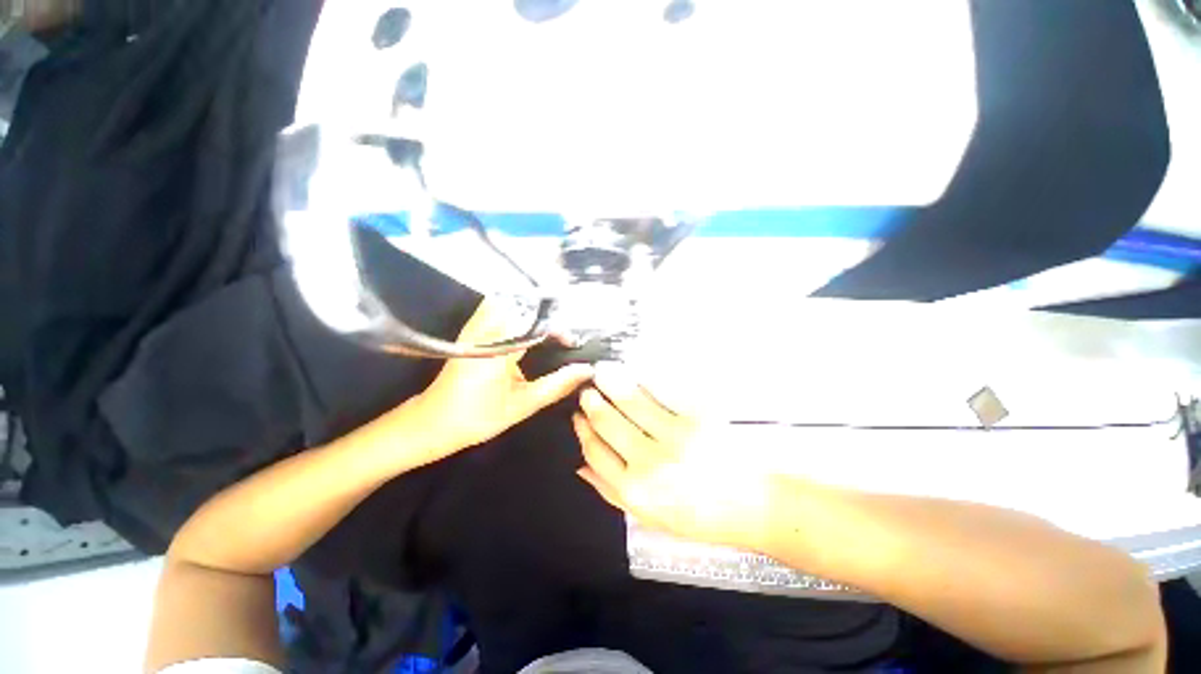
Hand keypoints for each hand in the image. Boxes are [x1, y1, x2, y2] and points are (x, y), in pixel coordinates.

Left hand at [407, 300, 593, 458]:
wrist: (432, 421)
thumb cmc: (476, 418)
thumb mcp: (522, 405)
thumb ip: (556, 385)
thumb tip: (586, 370)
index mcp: (497, 347)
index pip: (536, 322)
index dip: (560, 329)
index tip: (573, 343)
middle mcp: (485, 329)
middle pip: (524, 304)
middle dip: (549, 315)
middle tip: (565, 334)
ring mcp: (476, 326)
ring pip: (511, 302)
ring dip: (534, 312)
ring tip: (551, 331)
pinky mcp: (473, 329)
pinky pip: (501, 309)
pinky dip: (520, 315)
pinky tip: (530, 330)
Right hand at [573, 365, 774, 552]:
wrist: (754, 505)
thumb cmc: (700, 515)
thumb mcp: (650, 517)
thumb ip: (611, 492)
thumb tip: (580, 468)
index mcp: (635, 492)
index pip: (595, 451)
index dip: (583, 430)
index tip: (579, 416)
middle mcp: (649, 464)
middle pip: (607, 422)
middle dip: (592, 402)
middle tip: (588, 389)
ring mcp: (674, 437)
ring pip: (630, 401)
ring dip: (611, 382)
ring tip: (603, 372)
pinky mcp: (696, 418)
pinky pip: (662, 392)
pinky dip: (643, 379)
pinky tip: (634, 373)